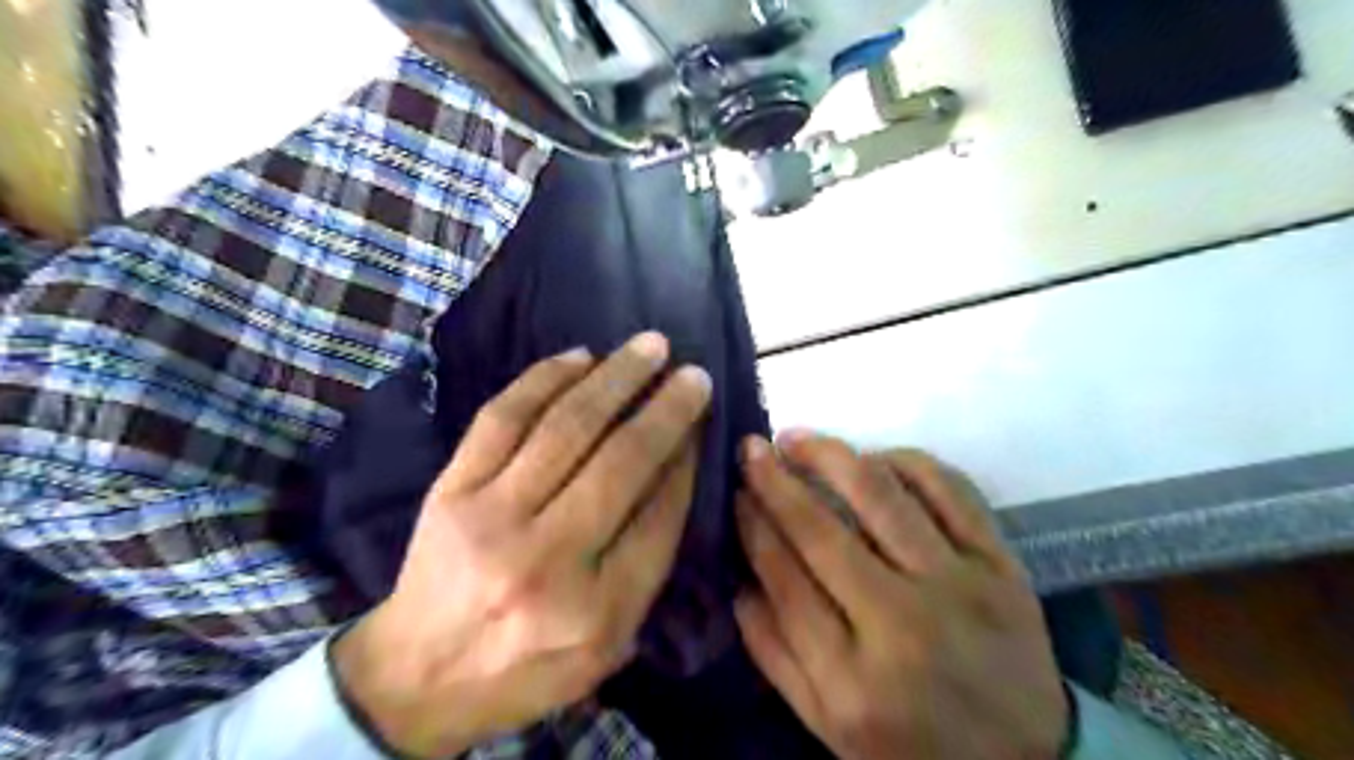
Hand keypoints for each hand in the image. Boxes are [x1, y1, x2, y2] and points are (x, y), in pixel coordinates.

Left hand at [329, 336, 709, 756]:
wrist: (418, 677)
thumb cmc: (529, 665)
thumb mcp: (609, 642)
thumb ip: (648, 562)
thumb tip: (677, 469)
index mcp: (595, 610)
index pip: (659, 513)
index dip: (686, 458)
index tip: (702, 421)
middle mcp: (545, 559)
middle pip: (621, 463)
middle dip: (666, 410)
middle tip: (694, 374)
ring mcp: (491, 517)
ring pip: (566, 427)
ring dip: (616, 378)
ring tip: (651, 347)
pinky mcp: (451, 488)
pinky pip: (504, 417)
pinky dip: (546, 378)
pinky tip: (582, 357)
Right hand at [737, 433, 1061, 758]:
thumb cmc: (913, 744)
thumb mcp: (827, 724)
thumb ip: (773, 653)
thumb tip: (737, 578)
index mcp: (852, 679)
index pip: (784, 578)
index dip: (752, 525)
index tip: (734, 491)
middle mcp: (903, 624)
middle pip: (822, 532)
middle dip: (775, 482)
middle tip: (750, 448)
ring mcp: (960, 585)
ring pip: (883, 496)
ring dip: (831, 456)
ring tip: (797, 439)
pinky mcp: (1002, 563)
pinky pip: (948, 488)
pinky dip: (905, 460)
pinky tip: (873, 458)